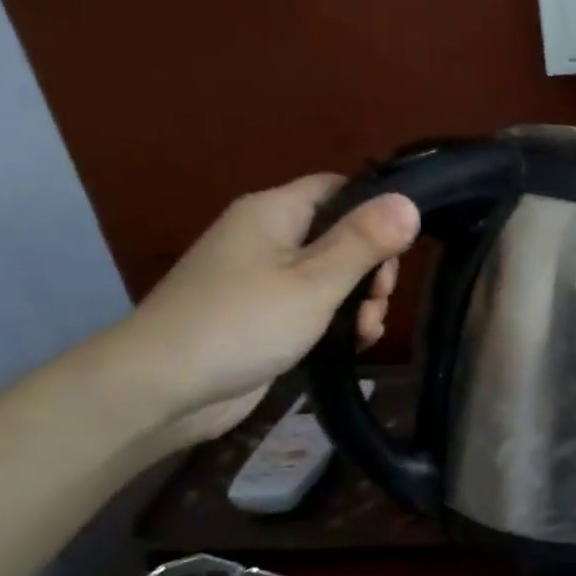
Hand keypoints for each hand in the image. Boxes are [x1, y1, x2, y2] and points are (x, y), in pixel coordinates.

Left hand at [100, 175, 419, 448]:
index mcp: (273, 212)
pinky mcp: (264, 318)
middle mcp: (267, 238)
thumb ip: (363, 242)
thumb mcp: (314, 282)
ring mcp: (264, 280)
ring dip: (359, 302)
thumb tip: (409, 202)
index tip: (400, 250)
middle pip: (339, 236)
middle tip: (379, 302)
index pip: (338, 189)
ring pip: (331, 278)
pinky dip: (337, 323)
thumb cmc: (243, 323)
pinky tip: (354, 345)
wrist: (165, 386)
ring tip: (366, 332)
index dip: (375, 211)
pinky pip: (313, 308)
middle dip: (371, 269)